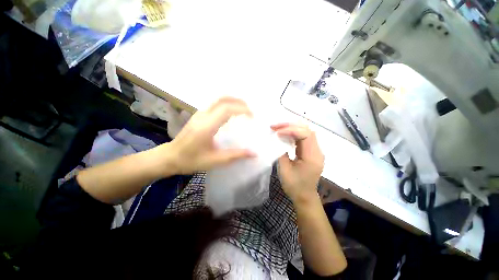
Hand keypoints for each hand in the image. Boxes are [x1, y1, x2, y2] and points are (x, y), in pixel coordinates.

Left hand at [160, 97, 254, 174]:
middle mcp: (203, 116)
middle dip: (239, 102)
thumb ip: (235, 155)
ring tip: (244, 109)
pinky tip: (231, 113)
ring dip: (232, 101)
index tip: (252, 116)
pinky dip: (226, 105)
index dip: (241, 109)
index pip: (226, 109)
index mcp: (207, 126)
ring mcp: (199, 114)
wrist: (170, 157)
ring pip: (218, 100)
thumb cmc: (191, 160)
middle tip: (250, 110)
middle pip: (222, 100)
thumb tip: (253, 153)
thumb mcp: (215, 160)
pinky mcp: (198, 116)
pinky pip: (215, 105)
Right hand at [271, 123, 324, 204]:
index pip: (306, 135)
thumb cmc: (294, 186)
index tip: (277, 132)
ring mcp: (316, 151)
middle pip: (307, 130)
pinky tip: (285, 134)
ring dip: (292, 128)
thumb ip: (281, 153)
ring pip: (306, 132)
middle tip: (276, 126)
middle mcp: (317, 152)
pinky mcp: (311, 152)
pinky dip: (294, 133)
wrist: (305, 197)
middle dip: (291, 126)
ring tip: (279, 128)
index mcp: (312, 157)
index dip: (291, 130)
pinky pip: (304, 138)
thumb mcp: (284, 170)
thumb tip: (278, 140)